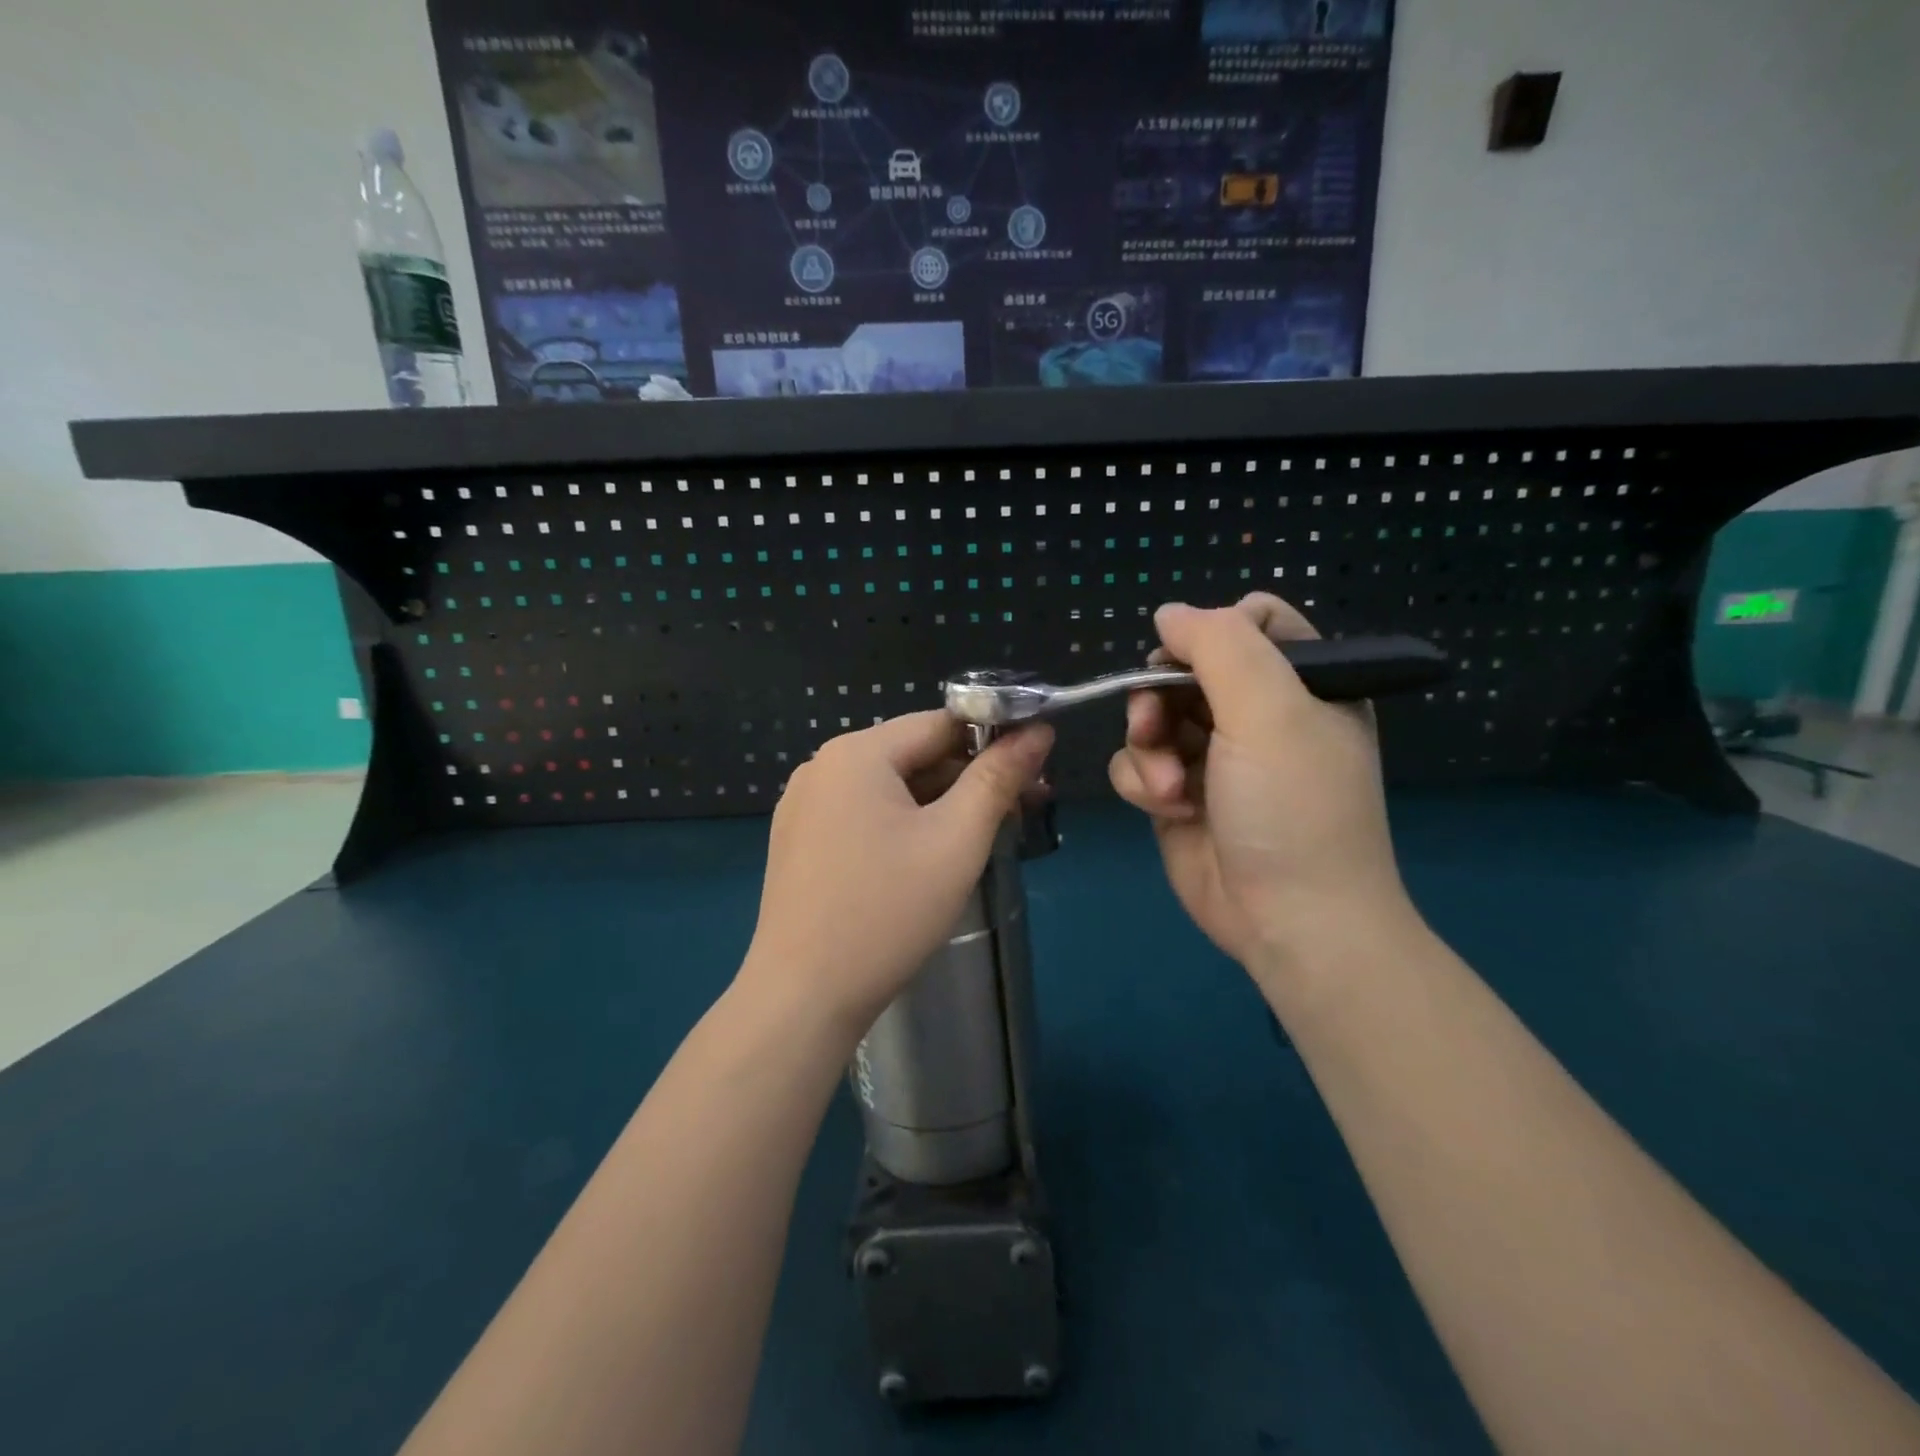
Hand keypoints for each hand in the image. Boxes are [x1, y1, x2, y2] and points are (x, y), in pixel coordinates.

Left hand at [739, 711, 1052, 1037]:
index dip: (994, 739)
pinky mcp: (800, 841)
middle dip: (970, 778)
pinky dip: (903, 825)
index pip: (940, 724)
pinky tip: (929, 858)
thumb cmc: (887, 912)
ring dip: (940, 805)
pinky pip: (864, 815)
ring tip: (983, 838)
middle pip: (914, 755)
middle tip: (1020, 813)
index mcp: (856, 753)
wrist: (802, 998)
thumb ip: (998, 778)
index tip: (1036, 771)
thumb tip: (1038, 731)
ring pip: (890, 788)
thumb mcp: (956, 841)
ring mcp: (804, 805)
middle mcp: (822, 766)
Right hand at [1108, 594, 1413, 982]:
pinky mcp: (1179, 794)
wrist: (1290, 921)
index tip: (1191, 662)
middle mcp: (1256, 714)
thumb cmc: (1293, 808)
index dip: (1213, 632)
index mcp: (1301, 684)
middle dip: (1160, 697)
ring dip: (1148, 748)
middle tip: (1156, 725)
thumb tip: (1169, 613)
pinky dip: (1142, 783)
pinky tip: (1168, 809)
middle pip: (1183, 669)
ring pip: (1151, 717)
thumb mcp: (1269, 710)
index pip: (1252, 621)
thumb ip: (1219, 645)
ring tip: (1170, 787)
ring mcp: (1213, 756)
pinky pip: (1138, 764)